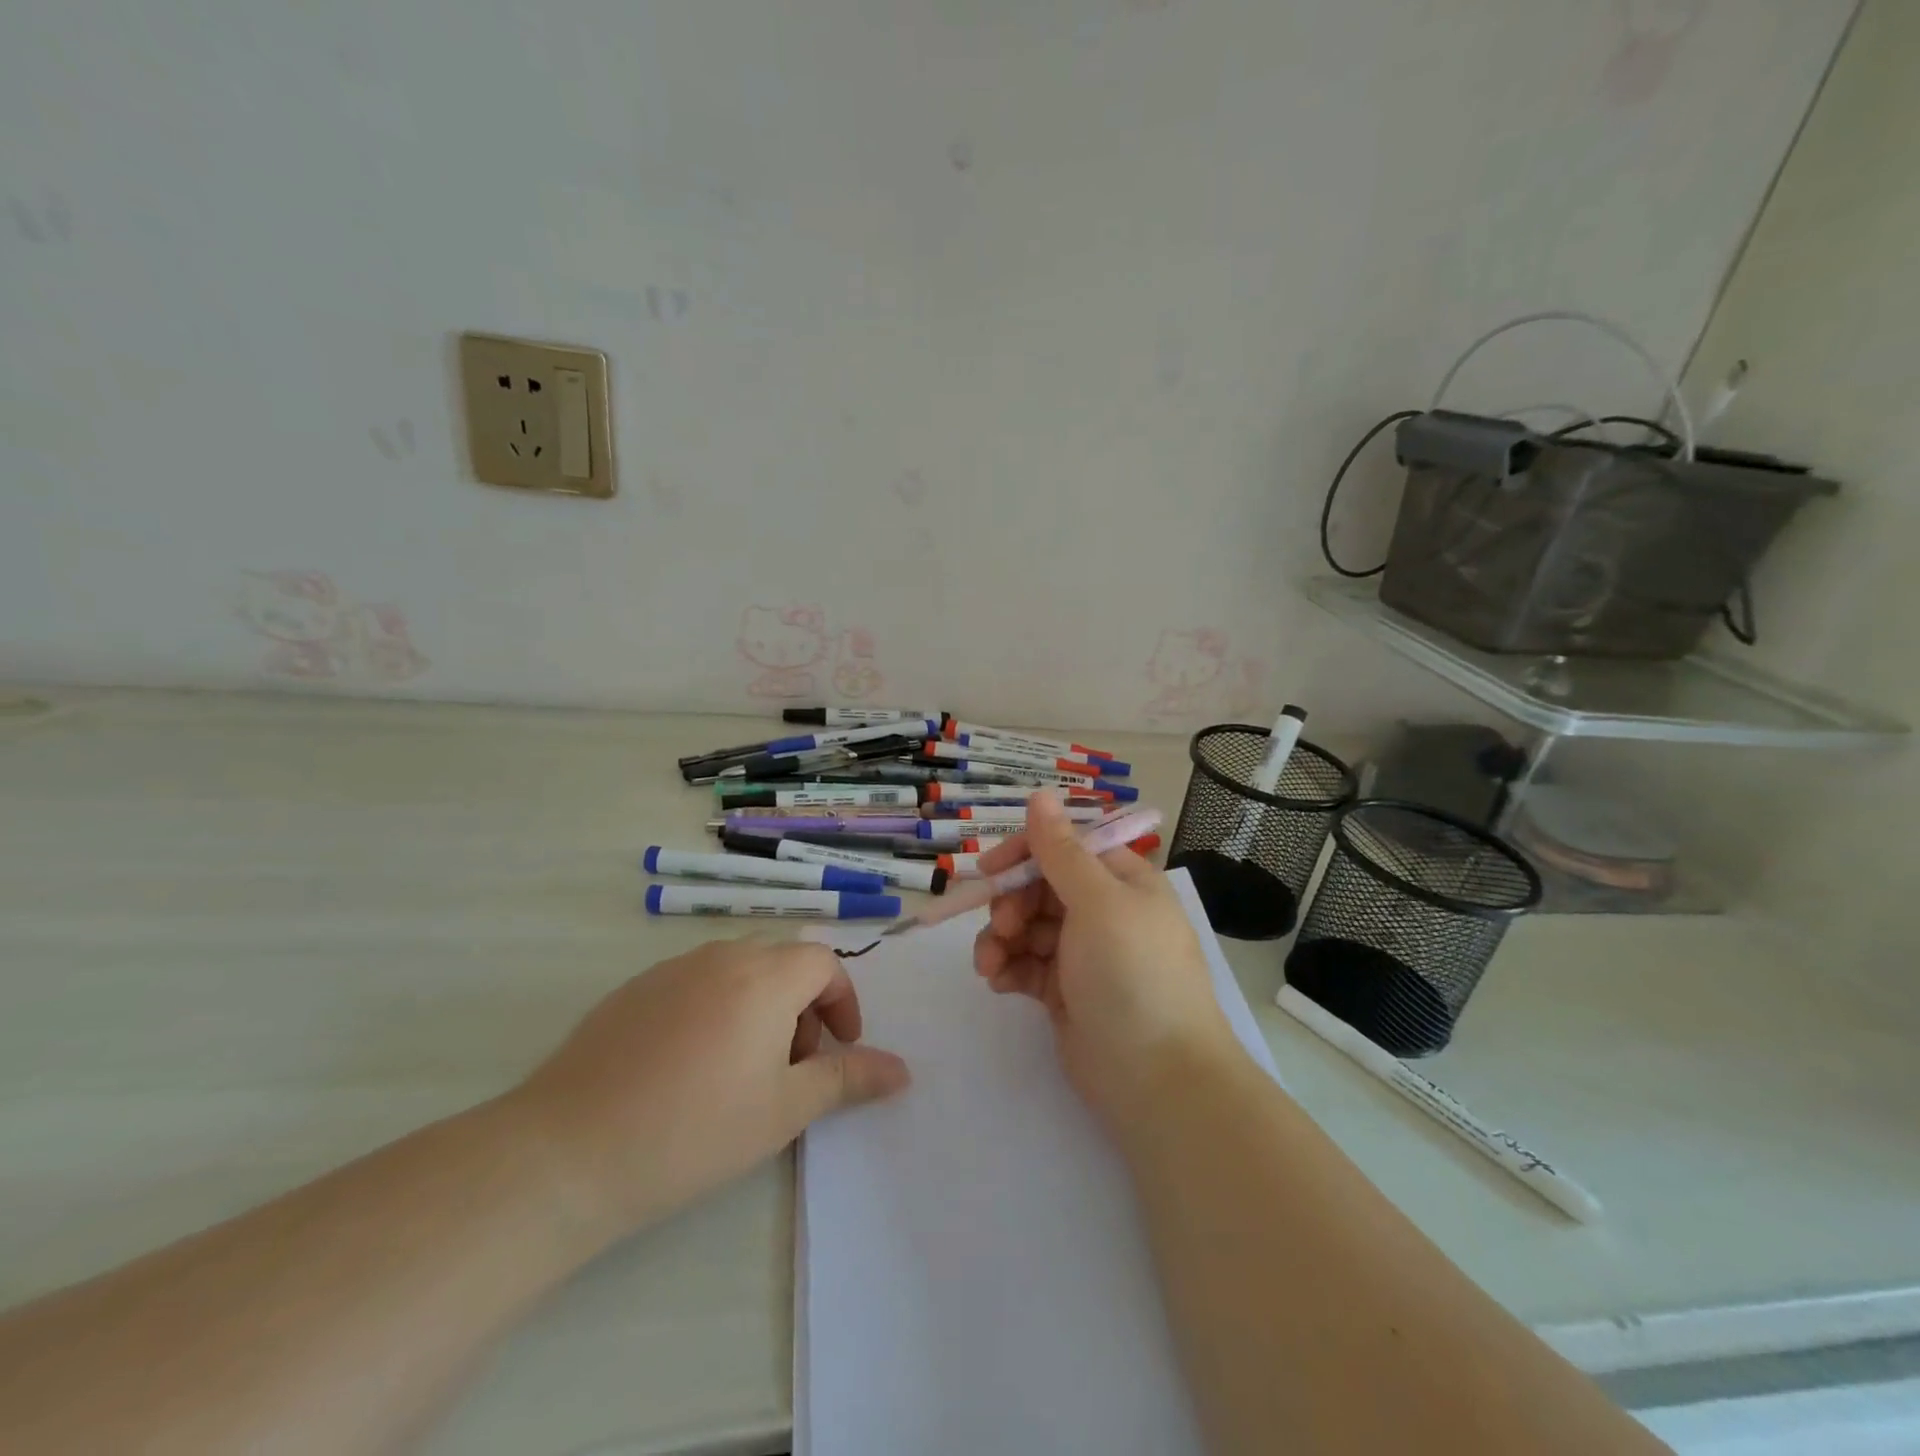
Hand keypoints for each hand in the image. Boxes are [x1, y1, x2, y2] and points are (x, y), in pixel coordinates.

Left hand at [505, 937, 909, 1240]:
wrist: (568, 1152)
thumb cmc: (694, 1130)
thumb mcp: (783, 1110)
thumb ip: (847, 1079)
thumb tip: (902, 1070)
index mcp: (764, 977)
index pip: (823, 962)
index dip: (841, 1001)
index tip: (838, 1048)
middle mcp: (721, 956)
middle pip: (782, 960)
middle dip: (803, 1004)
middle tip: (794, 1064)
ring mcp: (672, 969)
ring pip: (738, 969)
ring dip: (761, 1004)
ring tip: (745, 1067)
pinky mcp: (634, 989)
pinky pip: (695, 982)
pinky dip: (716, 1007)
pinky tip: (690, 1066)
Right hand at [972, 794, 1242, 1126]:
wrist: (1157, 1079)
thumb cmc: (1132, 974)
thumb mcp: (1097, 902)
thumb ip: (1061, 850)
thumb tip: (1040, 793)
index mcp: (1122, 881)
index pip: (1066, 848)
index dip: (1025, 853)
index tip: (988, 869)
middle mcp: (1104, 911)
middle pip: (1041, 888)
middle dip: (1011, 904)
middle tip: (1000, 927)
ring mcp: (1084, 954)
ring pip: (1027, 928)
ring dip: (1001, 939)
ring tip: (989, 964)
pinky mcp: (1066, 992)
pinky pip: (1026, 965)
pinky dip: (1008, 968)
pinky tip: (998, 982)